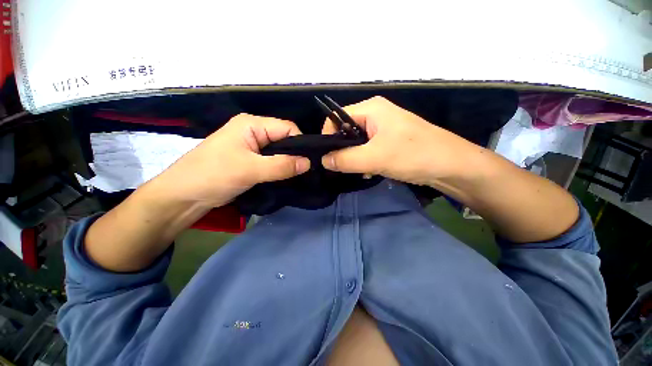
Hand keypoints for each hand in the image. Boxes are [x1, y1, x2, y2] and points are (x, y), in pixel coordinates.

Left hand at [157, 114, 310, 207]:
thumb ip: (282, 165)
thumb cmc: (213, 176)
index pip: (287, 128)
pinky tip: (287, 177)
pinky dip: (280, 169)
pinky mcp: (250, 160)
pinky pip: (272, 161)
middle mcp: (253, 131)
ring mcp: (251, 146)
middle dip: (295, 155)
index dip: (300, 143)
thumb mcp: (250, 170)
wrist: (183, 196)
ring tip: (298, 176)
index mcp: (252, 124)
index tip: (309, 163)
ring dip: (288, 164)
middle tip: (306, 172)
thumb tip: (309, 163)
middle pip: (284, 139)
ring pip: (279, 152)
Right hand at [321, 96, 484, 185]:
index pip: (336, 118)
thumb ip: (345, 159)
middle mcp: (375, 114)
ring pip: (357, 142)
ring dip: (354, 158)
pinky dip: (365, 161)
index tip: (327, 158)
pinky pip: (368, 149)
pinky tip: (370, 172)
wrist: (451, 166)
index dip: (328, 137)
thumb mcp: (374, 158)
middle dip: (342, 150)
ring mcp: (383, 128)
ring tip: (359, 171)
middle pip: (346, 131)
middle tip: (343, 168)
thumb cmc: (413, 155)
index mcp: (371, 109)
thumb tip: (323, 161)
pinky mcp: (389, 141)